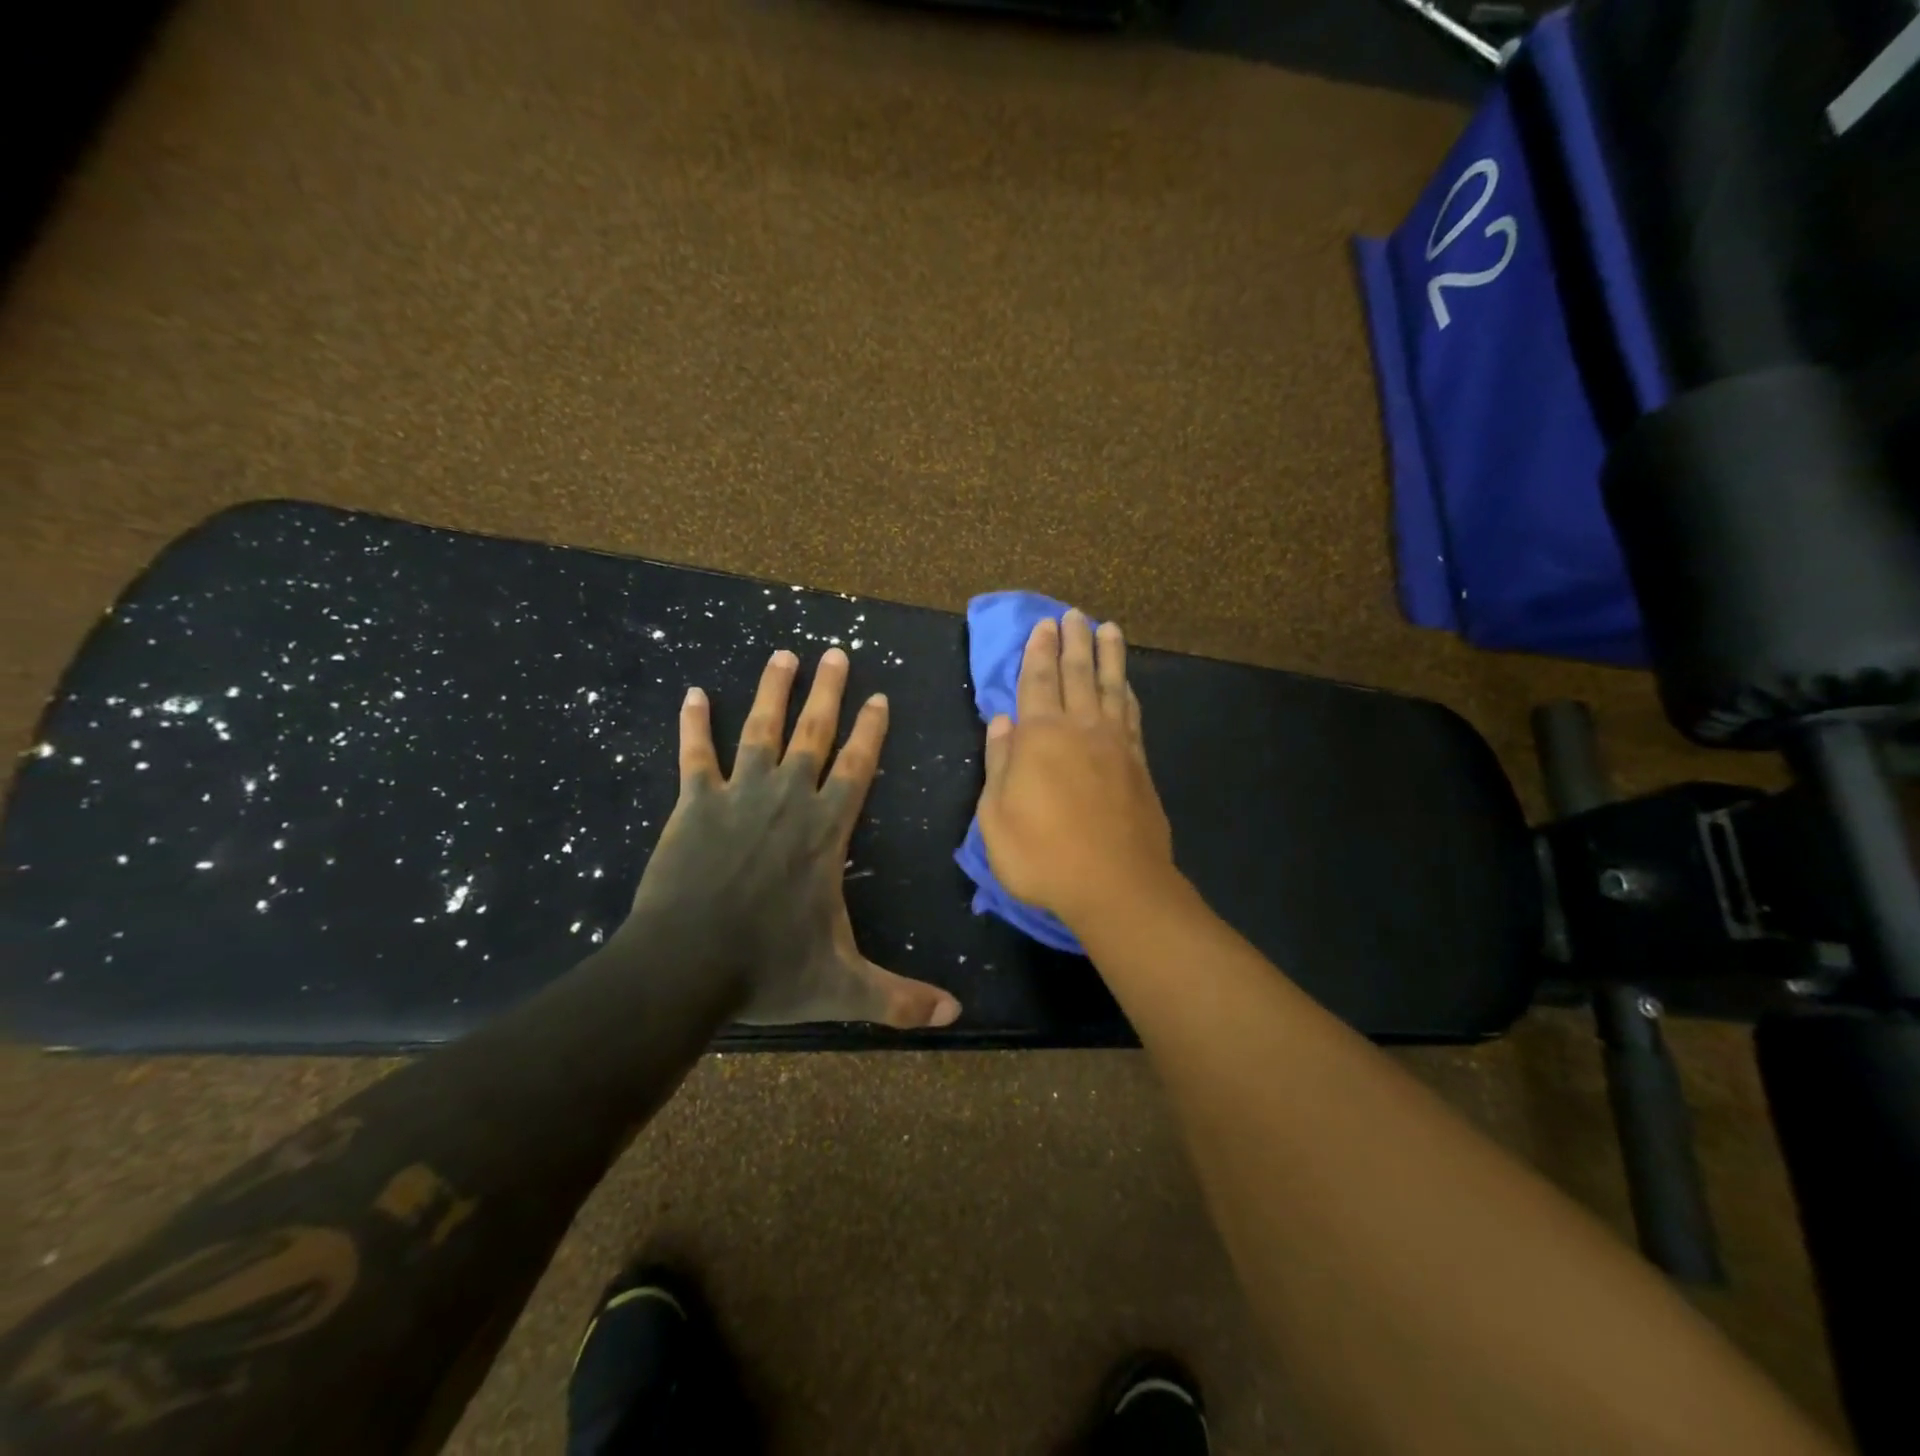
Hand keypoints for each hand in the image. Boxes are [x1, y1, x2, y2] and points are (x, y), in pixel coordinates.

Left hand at [625, 647, 961, 1028]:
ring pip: (760, 730)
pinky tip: (693, 693)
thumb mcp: (844, 987)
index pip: (858, 767)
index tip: (880, 696)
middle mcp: (789, 800)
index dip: (871, 731)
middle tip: (835, 653)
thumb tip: (956, 1016)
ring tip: (782, 654)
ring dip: (772, 690)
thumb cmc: (769, 970)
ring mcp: (739, 796)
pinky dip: (694, 724)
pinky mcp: (694, 805)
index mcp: (827, 831)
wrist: (685, 968)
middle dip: (828, 692)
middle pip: (814, 733)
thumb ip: (900, 998)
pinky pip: (695, 755)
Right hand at [975, 611, 1176, 930]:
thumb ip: (998, 764)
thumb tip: (1001, 722)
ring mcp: (1115, 744)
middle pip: (1077, 674)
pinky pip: (1132, 714)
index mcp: (1040, 737)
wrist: (1116, 885)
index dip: (1037, 652)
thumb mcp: (995, 817)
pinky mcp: (1139, 764)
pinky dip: (1127, 692)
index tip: (1043, 625)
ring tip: (1108, 630)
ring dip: (1108, 656)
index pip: (1036, 682)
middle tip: (1073, 614)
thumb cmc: (1042, 855)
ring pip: (1110, 687)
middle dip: (1072, 641)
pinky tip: (1126, 684)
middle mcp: (1080, 729)